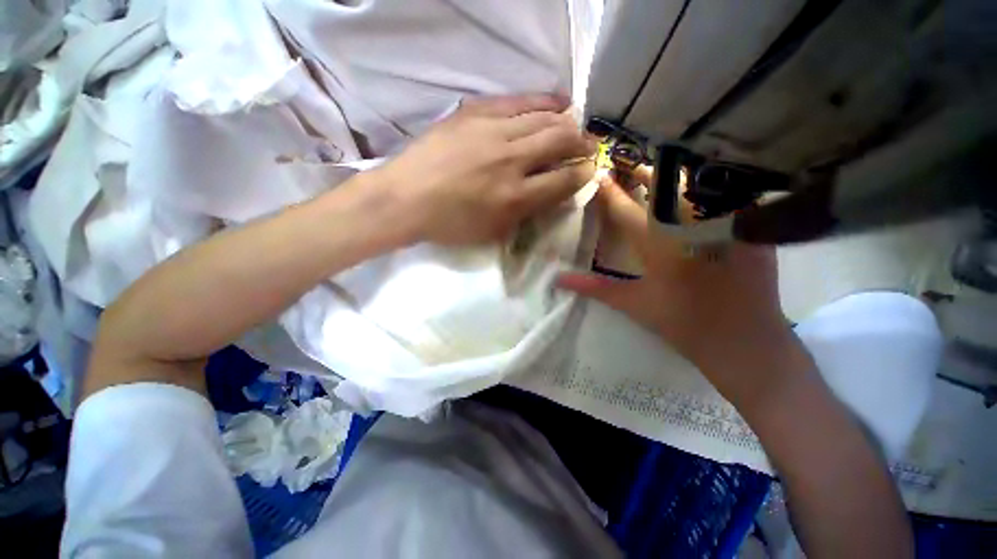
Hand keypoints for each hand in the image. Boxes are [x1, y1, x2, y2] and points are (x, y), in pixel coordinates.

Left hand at [373, 94, 595, 244]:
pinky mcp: (476, 112)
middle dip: (582, 143)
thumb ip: (526, 212)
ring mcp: (493, 132)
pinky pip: (518, 100)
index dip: (583, 174)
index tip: (589, 171)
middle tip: (589, 146)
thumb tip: (552, 193)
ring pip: (544, 117)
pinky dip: (543, 100)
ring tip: (576, 124)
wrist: (406, 198)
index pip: (564, 180)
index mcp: (516, 197)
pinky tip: (558, 101)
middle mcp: (511, 161)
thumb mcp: (493, 231)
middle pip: (561, 140)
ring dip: (567, 121)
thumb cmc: (450, 224)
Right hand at [557, 170, 799, 404]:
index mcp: (659, 244)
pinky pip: (726, 194)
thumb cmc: (683, 323)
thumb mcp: (633, 304)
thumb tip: (557, 279)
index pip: (625, 209)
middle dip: (642, 172)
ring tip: (657, 172)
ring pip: (695, 184)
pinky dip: (706, 186)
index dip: (609, 191)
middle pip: (662, 185)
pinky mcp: (749, 226)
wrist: (745, 341)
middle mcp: (691, 224)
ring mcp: (724, 221)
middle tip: (628, 165)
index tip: (598, 174)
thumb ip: (594, 287)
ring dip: (672, 176)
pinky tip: (697, 190)